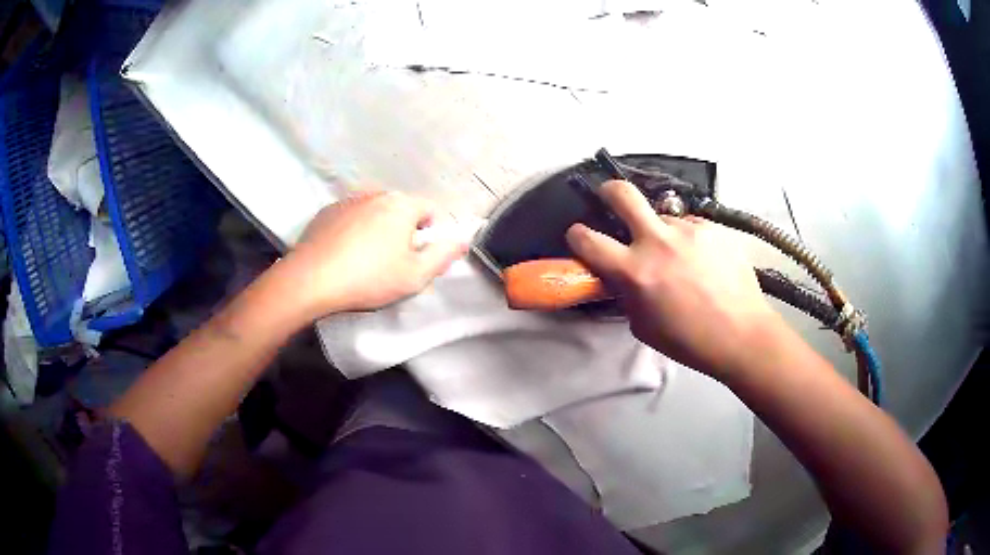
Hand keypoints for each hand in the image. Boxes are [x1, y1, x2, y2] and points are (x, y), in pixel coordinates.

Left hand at [282, 192, 467, 316]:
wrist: (311, 280)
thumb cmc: (369, 278)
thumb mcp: (415, 276)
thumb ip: (443, 256)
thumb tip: (462, 240)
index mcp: (401, 206)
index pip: (430, 209)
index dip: (432, 233)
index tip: (420, 257)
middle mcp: (376, 195)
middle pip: (401, 210)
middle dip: (404, 231)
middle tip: (394, 263)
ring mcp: (347, 202)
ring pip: (374, 213)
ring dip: (377, 230)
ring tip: (366, 261)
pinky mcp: (326, 213)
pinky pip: (349, 218)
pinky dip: (353, 231)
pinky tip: (343, 255)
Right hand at [566, 180, 784, 377]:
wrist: (741, 334)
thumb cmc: (688, 340)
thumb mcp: (643, 325)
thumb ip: (627, 293)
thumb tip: (622, 276)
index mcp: (635, 271)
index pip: (588, 240)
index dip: (576, 236)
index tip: (579, 237)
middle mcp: (658, 241)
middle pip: (622, 193)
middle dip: (609, 191)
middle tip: (611, 198)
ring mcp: (688, 230)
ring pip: (663, 218)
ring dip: (662, 232)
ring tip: (680, 258)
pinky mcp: (712, 228)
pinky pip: (690, 227)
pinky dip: (688, 240)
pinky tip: (703, 261)